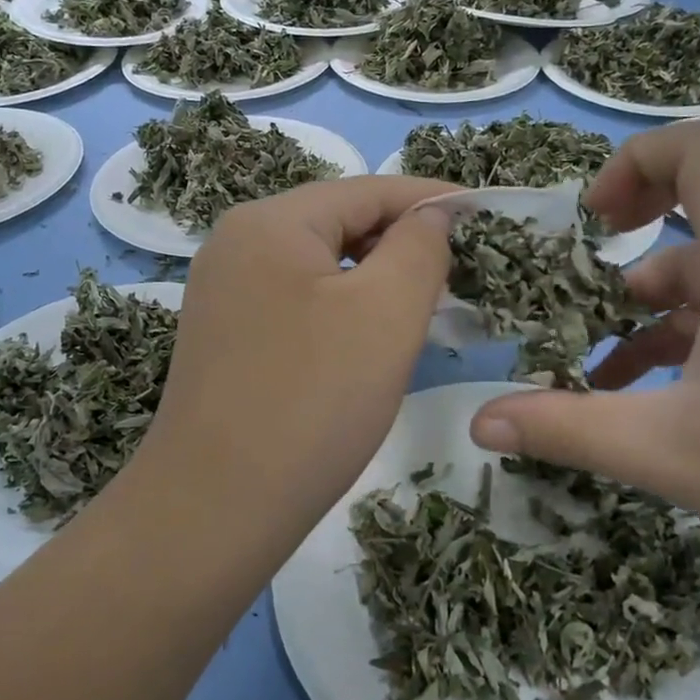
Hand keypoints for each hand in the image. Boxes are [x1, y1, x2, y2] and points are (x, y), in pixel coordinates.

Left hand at [141, 175, 453, 520]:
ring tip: (422, 305)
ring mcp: (223, 289)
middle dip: (401, 241)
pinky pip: (296, 298)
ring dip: (373, 277)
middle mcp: (236, 242)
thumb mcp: (386, 313)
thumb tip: (431, 214)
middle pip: (338, 222)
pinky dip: (340, 306)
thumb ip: (419, 247)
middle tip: (459, 272)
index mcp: (269, 221)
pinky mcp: (224, 332)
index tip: (484, 214)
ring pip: (318, 263)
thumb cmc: (312, 402)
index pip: (367, 190)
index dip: (431, 199)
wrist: (214, 508)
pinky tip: (366, 337)